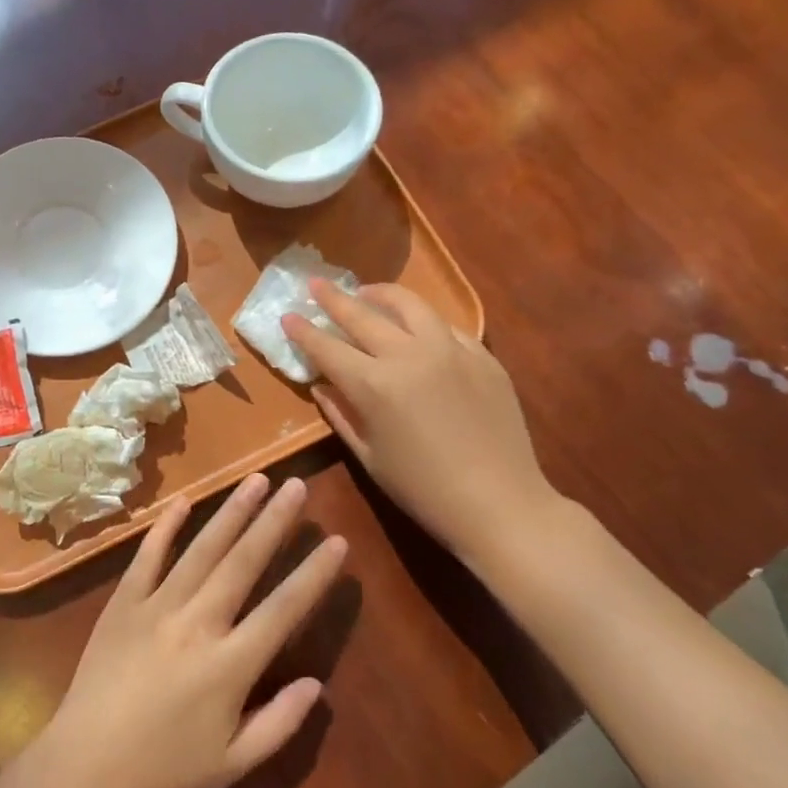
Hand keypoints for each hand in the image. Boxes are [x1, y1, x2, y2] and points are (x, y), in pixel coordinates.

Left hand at [40, 475, 344, 787]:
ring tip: (256, 480)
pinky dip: (166, 528)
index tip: (337, 542)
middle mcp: (197, 623)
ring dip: (231, 512)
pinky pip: (147, 557)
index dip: (313, 574)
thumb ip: (280, 724)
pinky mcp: (122, 603)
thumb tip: (317, 684)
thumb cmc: (163, 774)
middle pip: (244, 562)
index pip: (283, 609)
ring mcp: (156, 607)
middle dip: (274, 521)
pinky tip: (183, 502)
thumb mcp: (233, 766)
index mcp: (229, 665)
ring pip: (202, 549)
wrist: (84, 771)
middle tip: (298, 486)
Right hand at [282, 281, 562, 569]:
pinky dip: (423, 321)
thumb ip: (340, 414)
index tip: (288, 315)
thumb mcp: (369, 457)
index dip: (304, 331)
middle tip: (316, 284)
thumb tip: (320, 384)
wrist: (500, 504)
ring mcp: (451, 350)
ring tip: (366, 292)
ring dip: (381, 294)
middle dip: (333, 298)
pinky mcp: (482, 355)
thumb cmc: (423, 490)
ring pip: (410, 305)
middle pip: (362, 315)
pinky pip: (446, 326)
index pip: (327, 348)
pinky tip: (417, 327)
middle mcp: (409, 355)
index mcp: (374, 385)